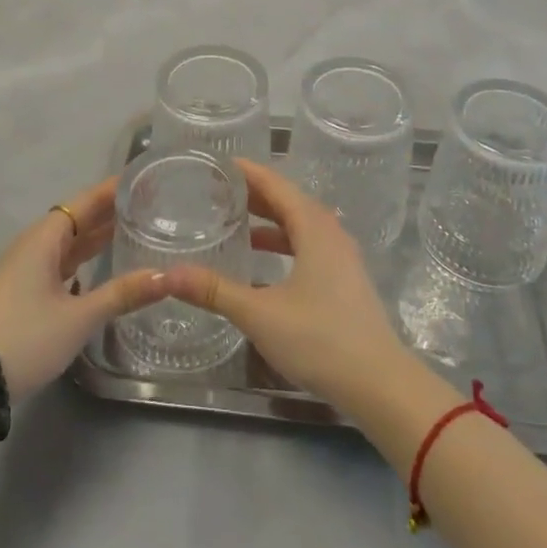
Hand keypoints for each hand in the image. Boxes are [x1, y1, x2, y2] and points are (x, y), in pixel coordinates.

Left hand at [0, 177, 168, 403]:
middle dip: (111, 209)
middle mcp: (35, 244)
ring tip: (135, 227)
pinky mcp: (24, 288)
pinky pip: (62, 259)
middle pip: (78, 217)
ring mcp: (27, 267)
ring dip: (98, 233)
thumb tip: (168, 276)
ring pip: (70, 240)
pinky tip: (102, 264)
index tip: (145, 179)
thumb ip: (122, 294)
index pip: (86, 201)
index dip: (115, 189)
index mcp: (45, 238)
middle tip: (150, 202)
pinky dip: (85, 256)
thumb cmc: (25, 338)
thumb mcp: (79, 318)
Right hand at [166, 160, 412, 412]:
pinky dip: (283, 244)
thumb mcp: (260, 313)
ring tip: (235, 222)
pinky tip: (262, 265)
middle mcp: (330, 232)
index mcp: (313, 227)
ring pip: (300, 225)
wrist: (380, 384)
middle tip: (217, 191)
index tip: (217, 163)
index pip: (276, 184)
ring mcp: (341, 257)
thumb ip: (214, 291)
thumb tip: (166, 274)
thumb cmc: (320, 339)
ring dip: (269, 220)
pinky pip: (308, 246)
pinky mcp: (344, 280)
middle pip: (288, 200)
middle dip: (254, 194)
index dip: (247, 171)